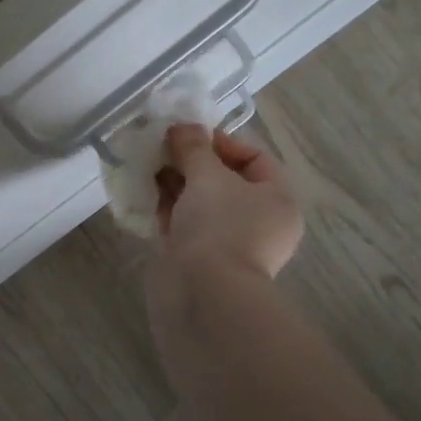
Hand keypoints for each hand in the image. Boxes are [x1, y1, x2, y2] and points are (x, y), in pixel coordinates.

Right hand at [152, 124, 303, 280]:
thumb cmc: (218, 226)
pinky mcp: (199, 258)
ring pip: (200, 203)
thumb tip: (183, 127)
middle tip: (161, 149)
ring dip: (175, 184)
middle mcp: (257, 221)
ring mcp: (227, 242)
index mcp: (276, 200)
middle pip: (223, 180)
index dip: (222, 142)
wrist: (203, 293)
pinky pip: (184, 224)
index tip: (188, 137)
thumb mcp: (207, 176)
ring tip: (147, 168)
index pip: (254, 159)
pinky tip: (144, 195)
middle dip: (191, 162)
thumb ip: (194, 147)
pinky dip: (167, 209)